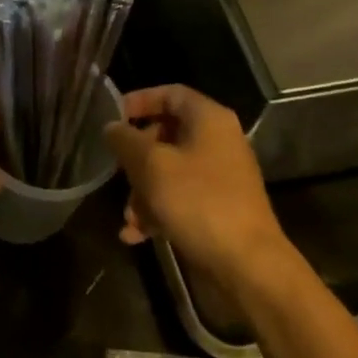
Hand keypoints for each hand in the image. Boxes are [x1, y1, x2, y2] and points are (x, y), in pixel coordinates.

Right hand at [103, 85, 288, 281]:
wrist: (246, 263)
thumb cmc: (198, 202)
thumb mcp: (152, 166)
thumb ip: (126, 141)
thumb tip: (111, 127)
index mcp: (209, 120)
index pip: (171, 93)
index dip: (139, 100)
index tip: (111, 118)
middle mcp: (218, 142)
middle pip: (167, 134)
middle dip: (136, 157)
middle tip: (116, 171)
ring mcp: (219, 176)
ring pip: (169, 171)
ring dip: (142, 192)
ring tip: (128, 218)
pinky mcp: (217, 206)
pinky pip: (179, 198)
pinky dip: (157, 211)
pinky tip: (136, 235)